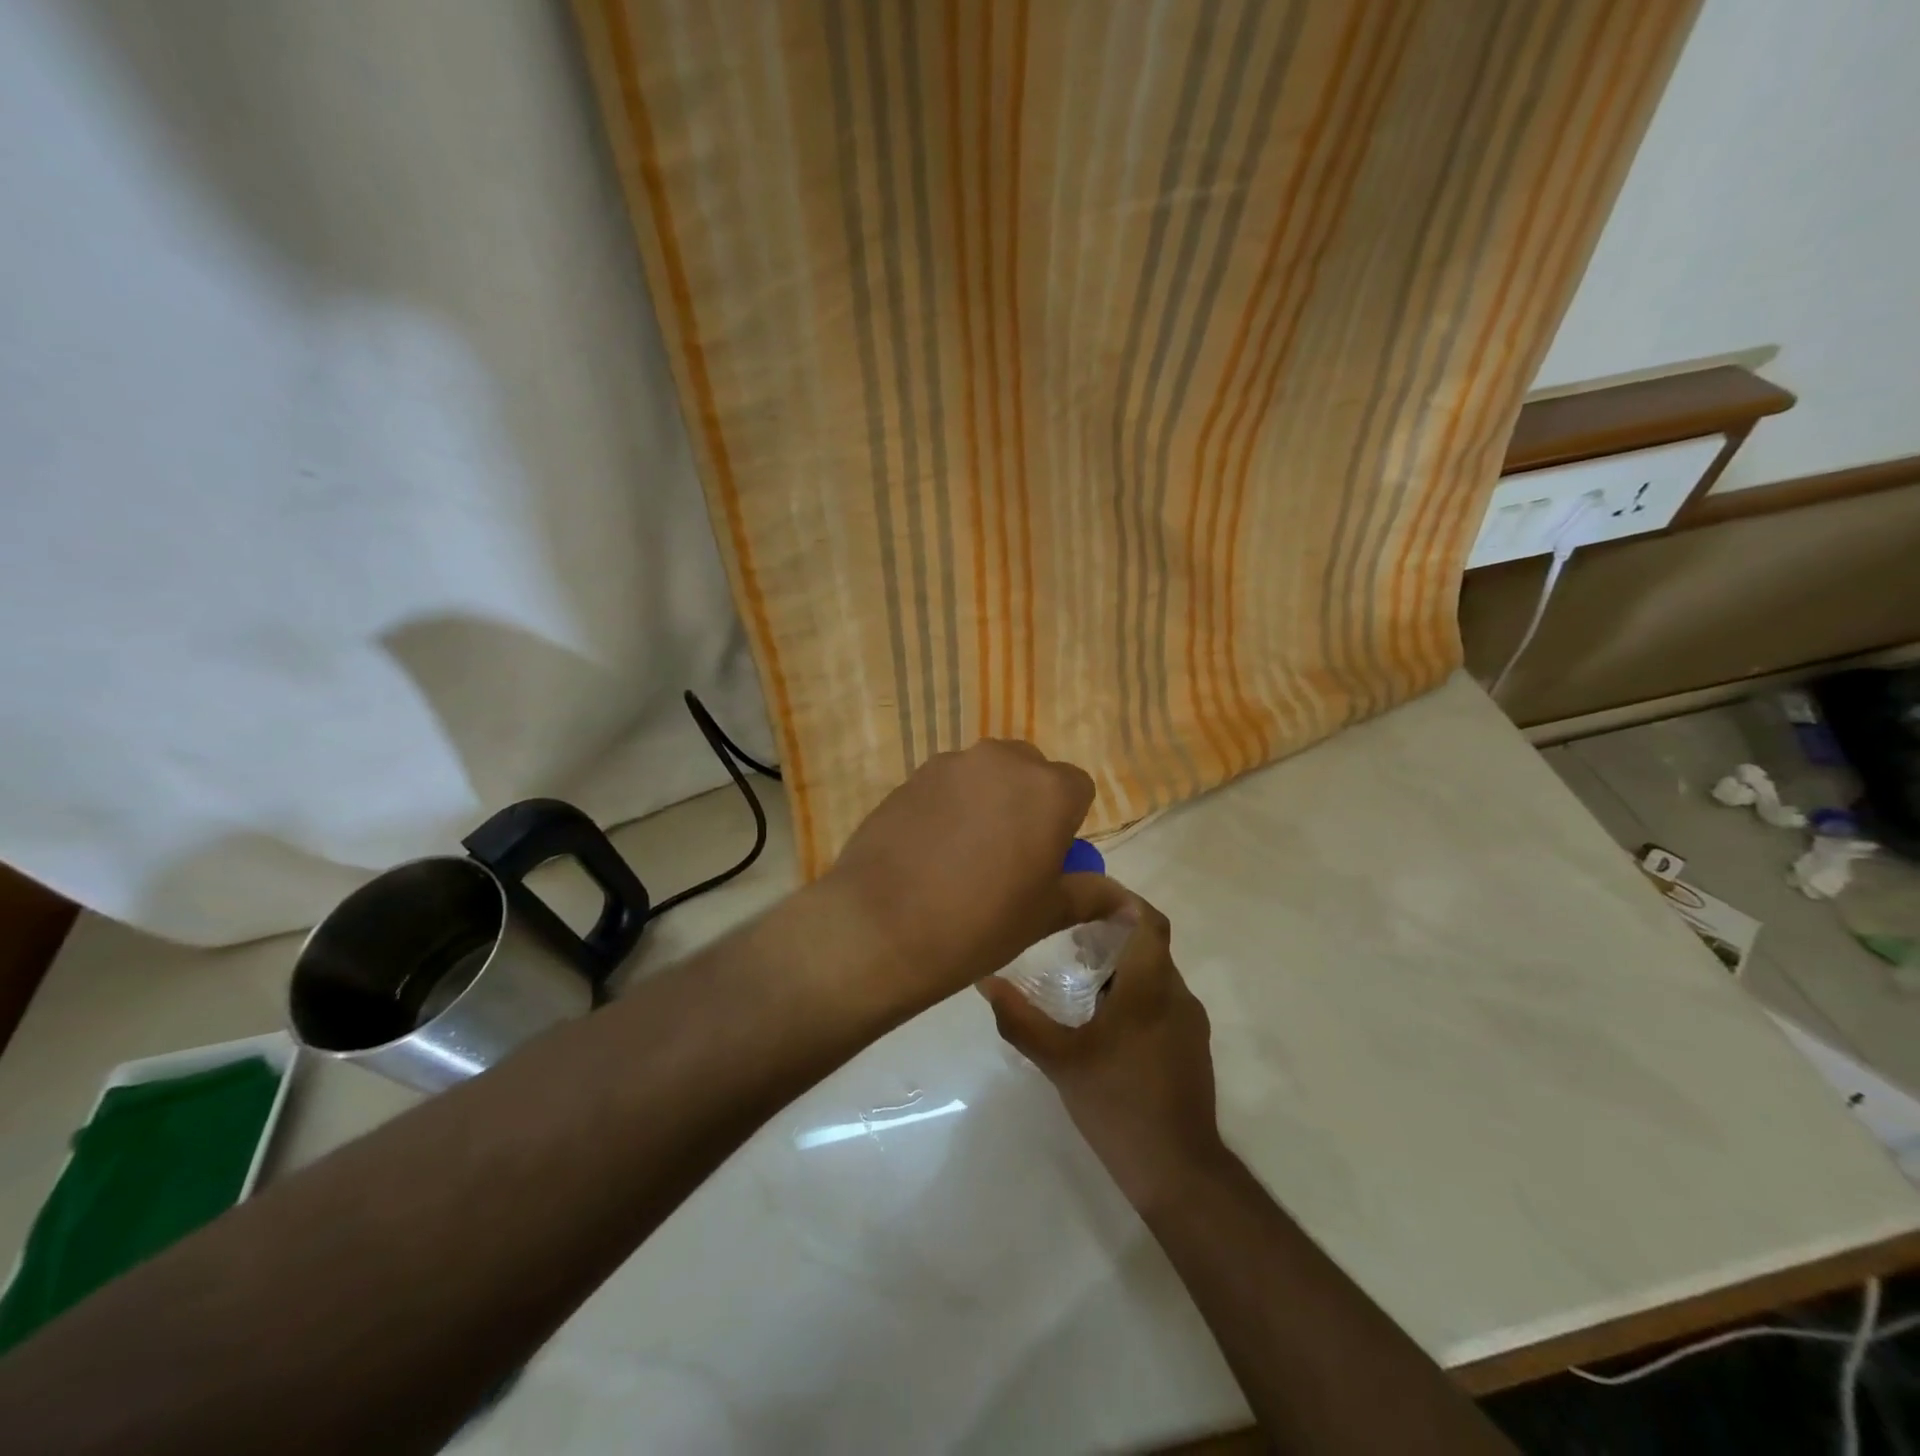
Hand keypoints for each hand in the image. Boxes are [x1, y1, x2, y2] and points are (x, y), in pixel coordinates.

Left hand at [824, 739, 1104, 1005]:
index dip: (1067, 822)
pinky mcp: (911, 776)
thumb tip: (1128, 904)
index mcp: (1048, 789)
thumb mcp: (1044, 914)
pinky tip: (930, 849)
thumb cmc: (980, 923)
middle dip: (1028, 802)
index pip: (1077, 787)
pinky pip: (946, 784)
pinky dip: (949, 805)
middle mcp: (1002, 761)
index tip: (1047, 858)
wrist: (881, 926)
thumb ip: (1090, 896)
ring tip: (964, 853)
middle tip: (1009, 855)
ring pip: (986, 774)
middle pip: (1030, 771)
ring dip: (987, 800)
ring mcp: (951, 764)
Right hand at [980, 889, 1224, 1210]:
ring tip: (1078, 976)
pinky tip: (1102, 1020)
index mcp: (1151, 987)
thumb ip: (1020, 1019)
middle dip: (1111, 934)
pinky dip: (1135, 993)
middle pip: (1149, 945)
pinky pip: (1162, 1001)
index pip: (1148, 920)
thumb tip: (986, 982)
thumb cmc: (1118, 1104)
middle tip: (1068, 937)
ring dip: (1122, 966)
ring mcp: (1190, 1023)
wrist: (1177, 1170)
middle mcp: (1177, 995)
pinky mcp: (1191, 1047)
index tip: (1085, 898)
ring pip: (1156, 974)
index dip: (1121, 901)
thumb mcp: (1059, 1061)